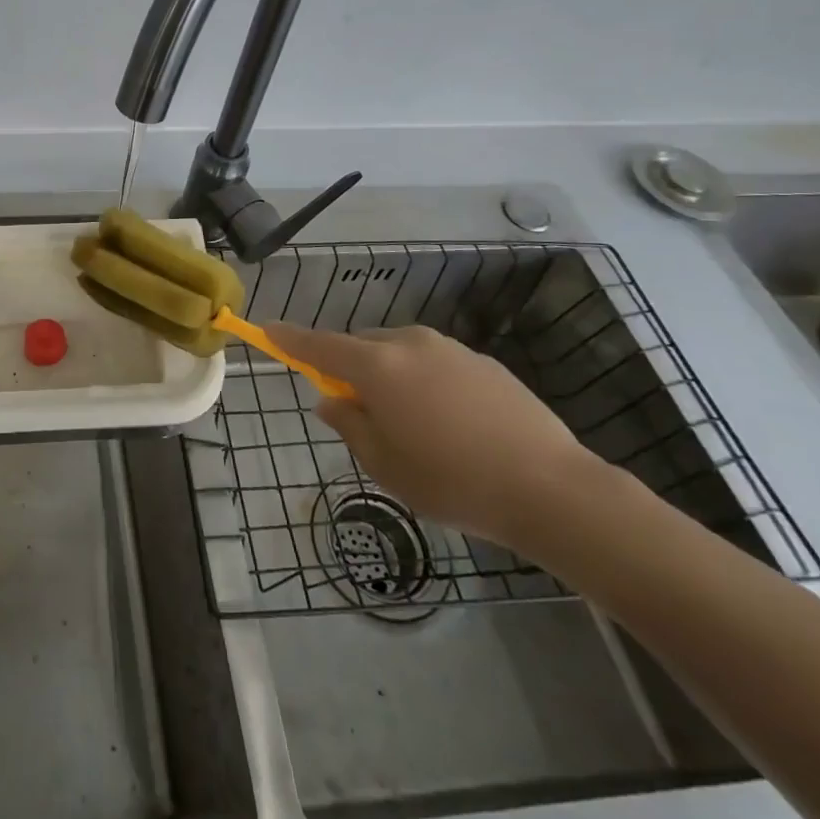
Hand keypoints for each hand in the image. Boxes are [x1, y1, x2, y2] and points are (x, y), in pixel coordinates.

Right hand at [264, 322, 600, 547]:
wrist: (552, 489)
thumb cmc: (453, 481)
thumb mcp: (385, 465)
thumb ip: (349, 425)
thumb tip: (331, 400)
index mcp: (376, 366)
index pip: (318, 345)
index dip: (289, 339)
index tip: (267, 329)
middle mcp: (409, 344)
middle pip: (361, 345)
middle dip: (349, 367)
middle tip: (358, 410)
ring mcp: (450, 349)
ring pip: (399, 351)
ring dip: (389, 374)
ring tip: (411, 423)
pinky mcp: (484, 361)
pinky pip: (435, 362)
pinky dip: (425, 380)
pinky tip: (450, 423)